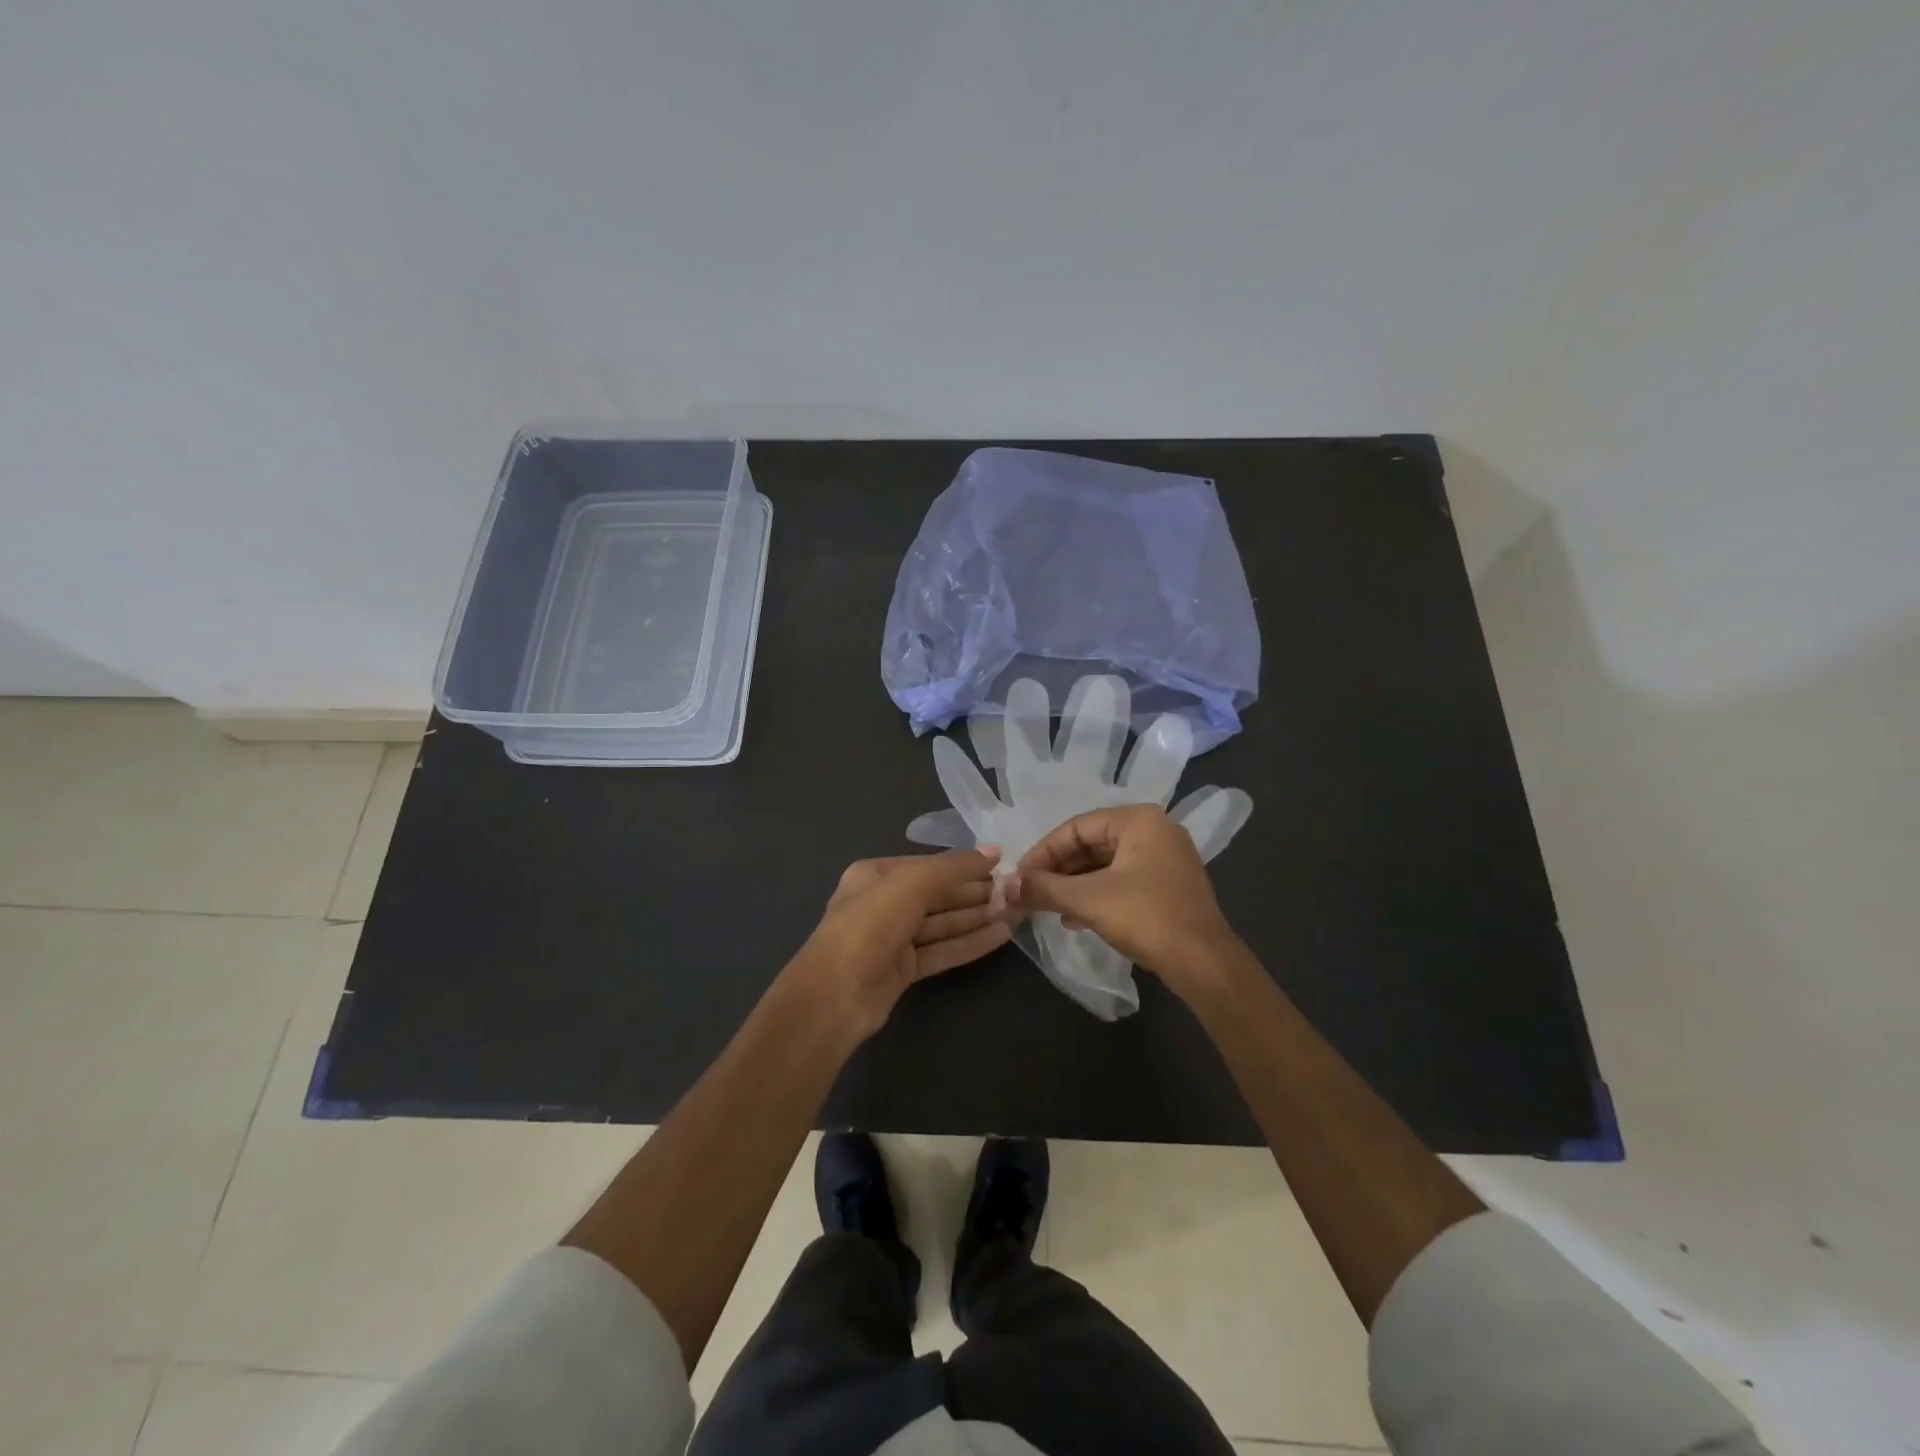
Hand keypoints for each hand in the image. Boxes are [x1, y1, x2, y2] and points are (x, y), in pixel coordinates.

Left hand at [785, 848, 1010, 1037]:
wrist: (836, 996)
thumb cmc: (869, 926)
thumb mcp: (911, 884)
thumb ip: (953, 868)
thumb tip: (993, 852)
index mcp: (875, 876)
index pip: (928, 866)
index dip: (965, 865)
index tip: (1003, 864)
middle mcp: (883, 903)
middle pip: (937, 894)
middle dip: (975, 892)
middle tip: (1016, 891)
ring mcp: (893, 939)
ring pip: (942, 923)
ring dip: (978, 917)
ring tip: (1017, 910)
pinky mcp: (904, 970)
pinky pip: (942, 950)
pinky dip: (970, 942)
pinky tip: (1002, 935)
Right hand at [1003, 805, 1239, 992]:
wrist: (1204, 963)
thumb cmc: (1145, 918)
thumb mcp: (1087, 900)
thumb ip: (1044, 888)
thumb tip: (1005, 887)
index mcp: (1138, 820)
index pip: (1075, 828)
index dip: (1042, 852)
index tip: (1019, 877)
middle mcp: (1154, 830)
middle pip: (1090, 844)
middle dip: (1057, 870)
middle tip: (1030, 892)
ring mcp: (1165, 858)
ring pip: (1105, 864)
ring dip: (1073, 885)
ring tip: (1046, 906)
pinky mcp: (1168, 884)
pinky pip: (1122, 879)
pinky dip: (1095, 894)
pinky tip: (1074, 917)